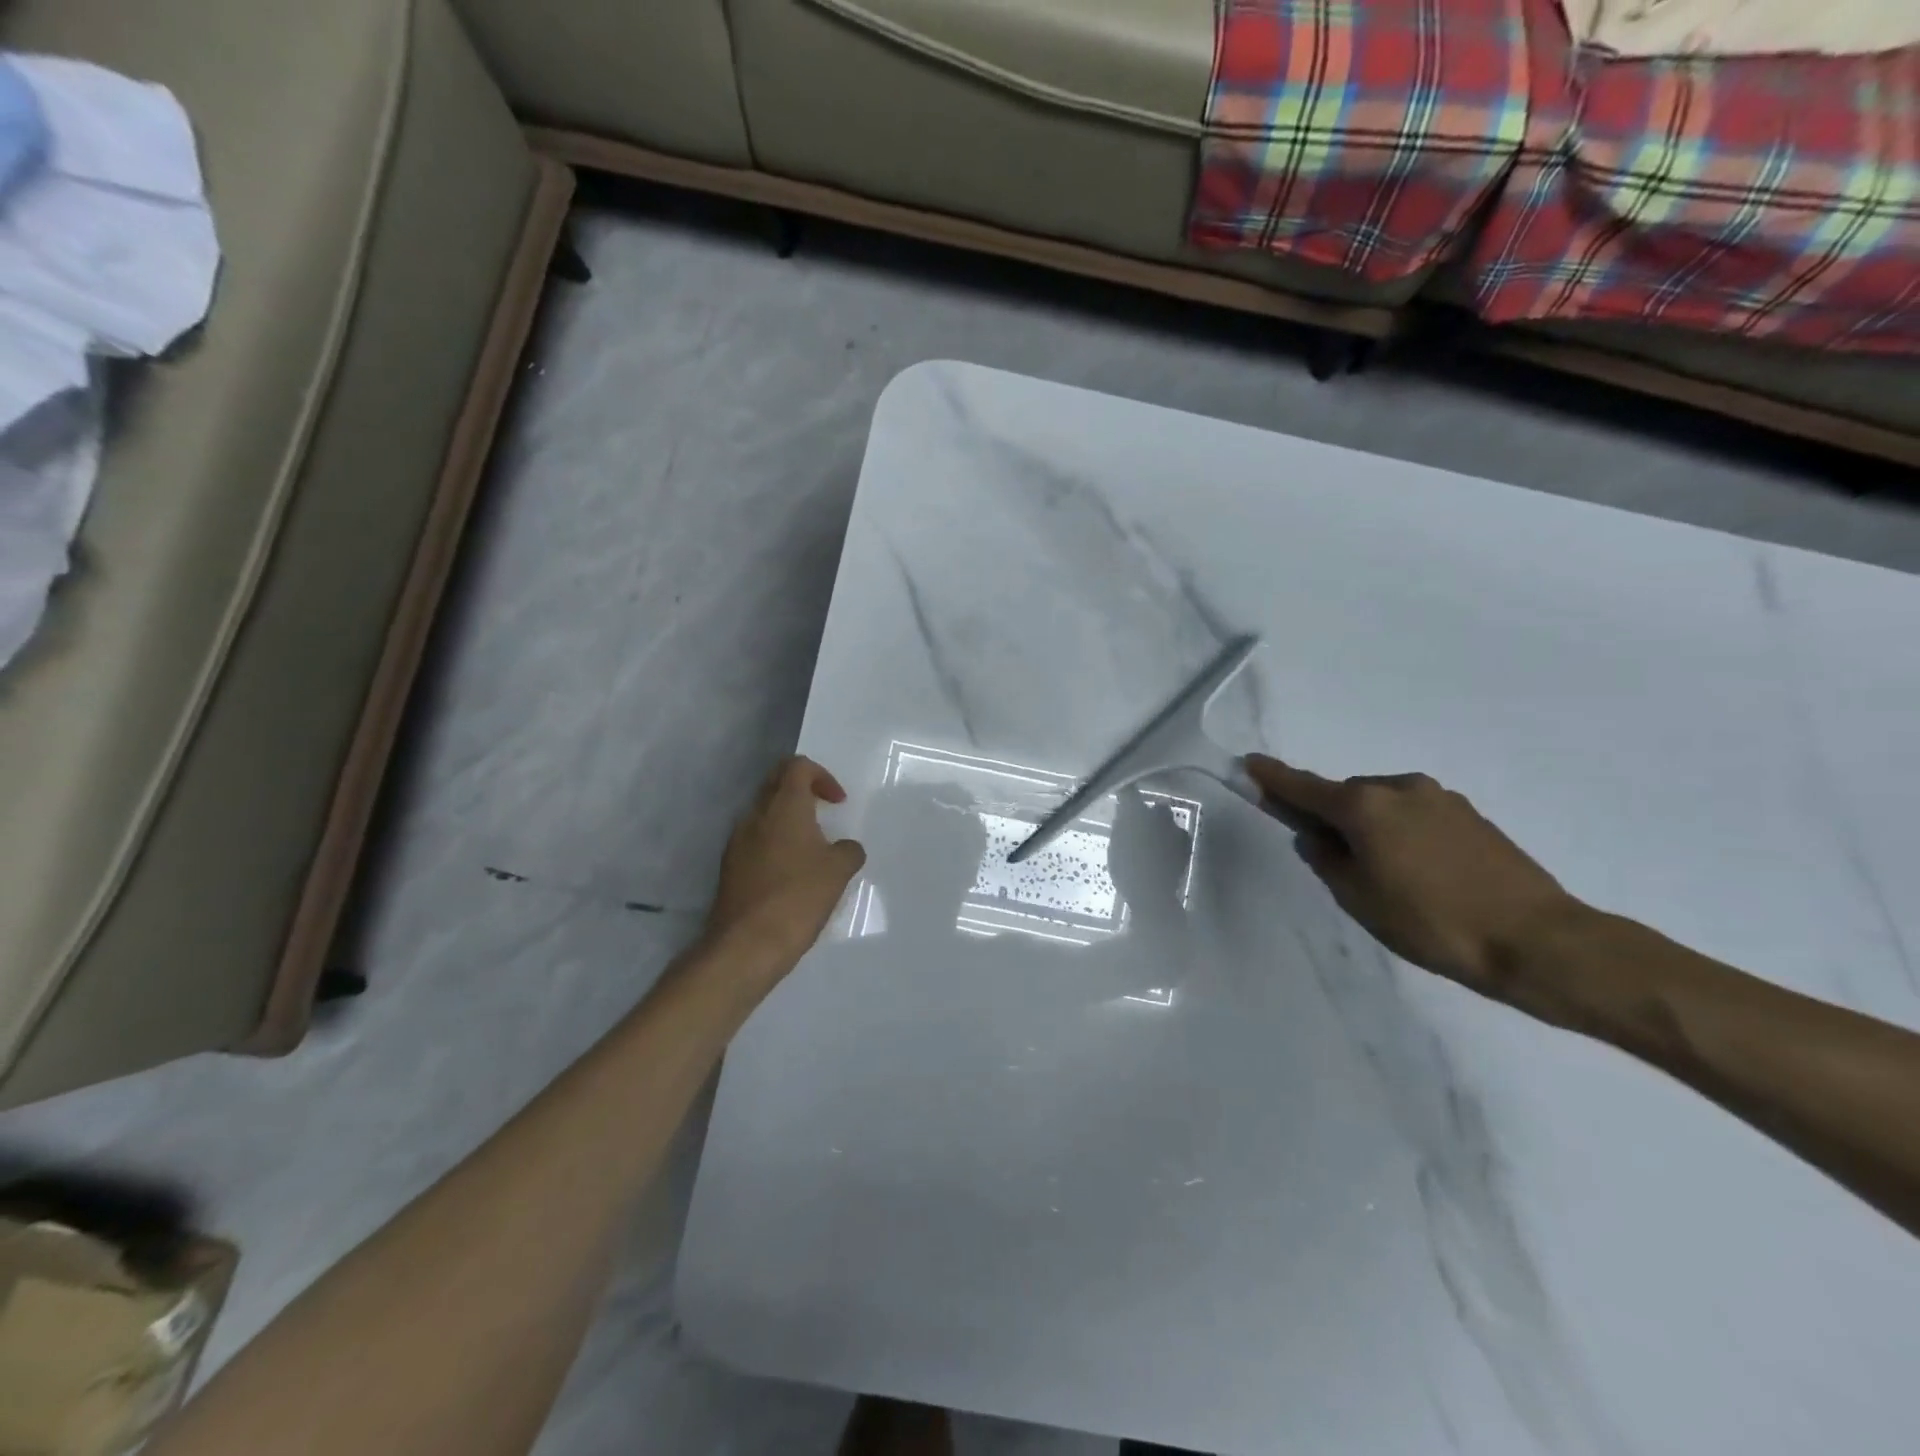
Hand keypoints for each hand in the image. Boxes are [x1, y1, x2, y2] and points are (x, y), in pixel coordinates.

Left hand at [708, 756, 866, 967]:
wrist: (746, 945)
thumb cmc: (798, 898)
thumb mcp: (839, 872)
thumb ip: (848, 851)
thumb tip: (845, 849)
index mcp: (784, 807)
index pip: (797, 767)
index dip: (822, 776)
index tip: (838, 803)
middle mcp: (755, 816)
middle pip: (776, 784)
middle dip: (802, 791)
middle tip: (824, 813)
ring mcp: (737, 842)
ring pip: (763, 813)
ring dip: (787, 819)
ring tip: (810, 847)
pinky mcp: (729, 867)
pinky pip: (754, 840)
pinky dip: (774, 844)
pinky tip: (791, 873)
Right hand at [1244, 754, 1586, 993]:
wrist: (1537, 939)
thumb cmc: (1431, 922)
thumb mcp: (1358, 898)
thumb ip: (1326, 860)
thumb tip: (1316, 837)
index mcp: (1364, 806)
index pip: (1304, 787)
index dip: (1273, 778)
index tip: (1249, 764)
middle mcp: (1399, 788)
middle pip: (1346, 796)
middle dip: (1330, 815)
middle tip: (1330, 856)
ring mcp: (1440, 798)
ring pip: (1383, 804)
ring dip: (1369, 825)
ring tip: (1383, 873)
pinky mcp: (1470, 815)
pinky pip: (1415, 814)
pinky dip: (1401, 831)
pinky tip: (1418, 870)